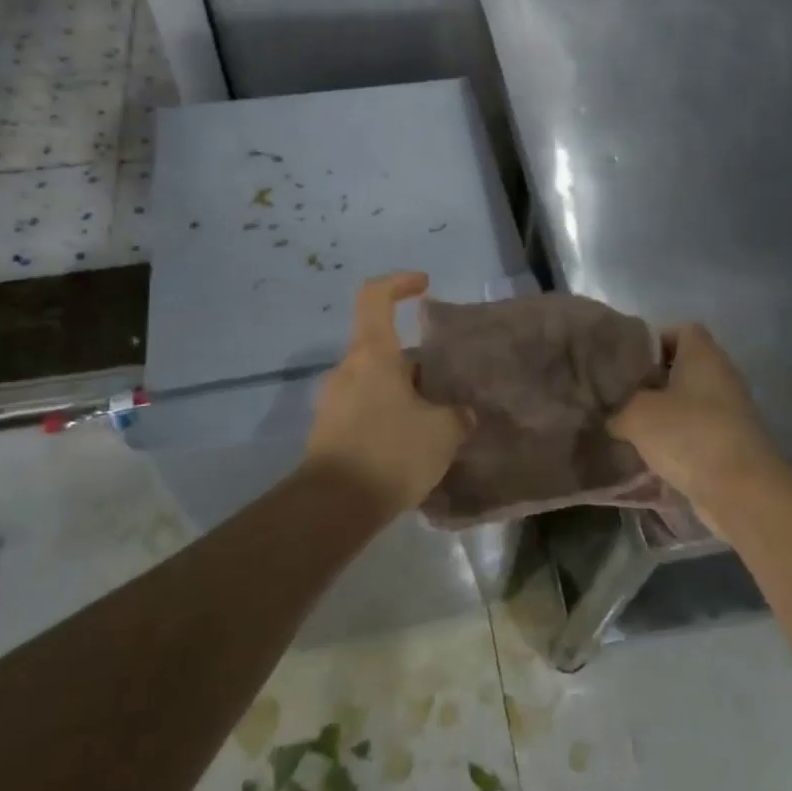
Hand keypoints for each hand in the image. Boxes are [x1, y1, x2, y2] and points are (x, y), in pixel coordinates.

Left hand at [306, 271, 471, 513]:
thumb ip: (457, 415)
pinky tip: (412, 448)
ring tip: (435, 424)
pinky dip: (389, 417)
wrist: (331, 508)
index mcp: (372, 353)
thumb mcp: (442, 432)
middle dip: (417, 365)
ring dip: (404, 394)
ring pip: (376, 382)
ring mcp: (333, 400)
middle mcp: (348, 369)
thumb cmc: (390, 452)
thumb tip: (461, 413)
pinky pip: (365, 409)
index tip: (424, 286)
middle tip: (446, 390)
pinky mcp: (329, 431)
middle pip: (384, 348)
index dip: (400, 282)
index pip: (376, 296)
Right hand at [609, 323, 781, 528]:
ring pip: (688, 403)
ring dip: (661, 414)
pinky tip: (647, 455)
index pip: (681, 330)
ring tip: (627, 426)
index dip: (653, 341)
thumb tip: (613, 417)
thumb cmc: (688, 434)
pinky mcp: (730, 444)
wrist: (740, 491)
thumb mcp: (636, 414)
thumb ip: (618, 409)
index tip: (627, 361)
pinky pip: (695, 432)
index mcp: (703, 355)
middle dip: (651, 381)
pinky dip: (675, 441)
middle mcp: (721, 377)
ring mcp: (729, 413)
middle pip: (683, 368)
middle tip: (620, 394)